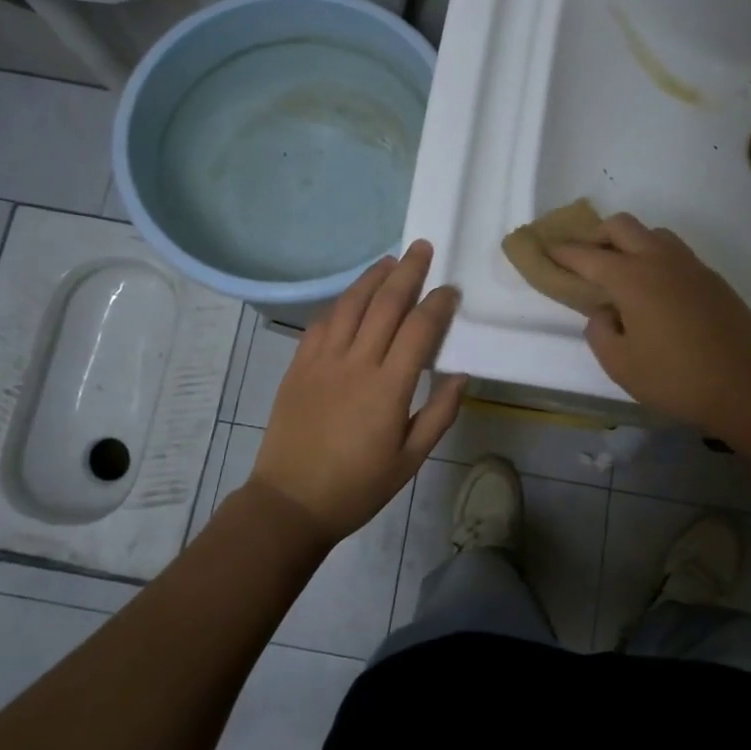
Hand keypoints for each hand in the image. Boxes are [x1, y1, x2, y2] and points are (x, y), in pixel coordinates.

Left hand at [251, 240, 467, 541]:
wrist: (290, 501)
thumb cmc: (357, 486)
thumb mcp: (410, 460)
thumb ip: (439, 414)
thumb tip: (461, 375)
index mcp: (388, 388)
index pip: (419, 330)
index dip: (437, 304)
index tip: (450, 289)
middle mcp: (356, 364)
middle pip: (385, 304)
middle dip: (407, 272)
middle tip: (422, 248)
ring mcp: (322, 361)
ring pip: (350, 305)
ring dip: (371, 278)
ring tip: (389, 260)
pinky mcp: (299, 365)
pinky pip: (321, 324)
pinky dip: (340, 304)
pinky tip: (351, 298)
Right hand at [548, 214, 750, 435]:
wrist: (749, 385)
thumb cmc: (676, 378)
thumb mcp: (620, 364)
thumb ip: (600, 331)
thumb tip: (605, 311)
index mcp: (631, 278)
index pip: (586, 255)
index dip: (562, 252)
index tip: (545, 249)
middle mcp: (659, 260)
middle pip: (621, 226)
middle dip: (595, 236)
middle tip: (583, 260)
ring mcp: (690, 266)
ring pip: (652, 233)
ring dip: (629, 243)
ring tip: (620, 273)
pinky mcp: (711, 278)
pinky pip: (673, 253)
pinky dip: (653, 257)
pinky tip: (653, 290)